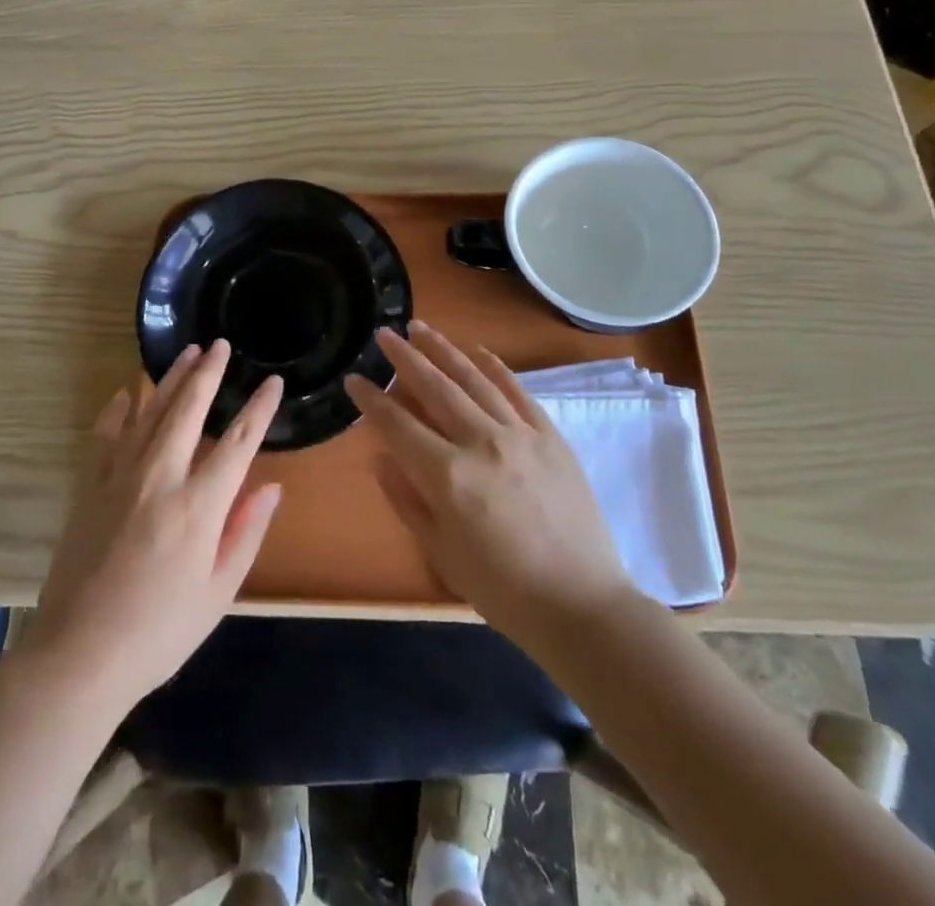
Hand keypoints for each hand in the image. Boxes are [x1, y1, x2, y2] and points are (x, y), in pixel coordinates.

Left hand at [23, 339, 282, 712]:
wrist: (78, 656)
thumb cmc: (159, 633)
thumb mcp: (217, 593)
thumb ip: (246, 534)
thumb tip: (271, 487)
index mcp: (199, 506)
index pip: (239, 443)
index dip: (259, 409)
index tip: (272, 382)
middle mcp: (161, 478)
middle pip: (189, 410)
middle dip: (208, 373)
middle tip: (220, 344)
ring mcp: (120, 478)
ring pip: (149, 412)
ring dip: (170, 379)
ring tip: (186, 352)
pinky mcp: (90, 487)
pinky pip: (106, 435)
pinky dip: (118, 410)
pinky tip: (125, 393)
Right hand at [344, 321, 633, 648]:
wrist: (582, 605)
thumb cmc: (503, 590)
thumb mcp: (441, 554)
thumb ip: (406, 500)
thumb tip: (380, 456)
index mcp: (448, 476)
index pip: (398, 425)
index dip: (371, 401)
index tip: (353, 379)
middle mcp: (481, 442)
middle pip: (434, 387)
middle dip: (404, 357)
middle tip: (384, 334)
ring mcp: (520, 434)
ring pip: (474, 379)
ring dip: (444, 350)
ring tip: (421, 328)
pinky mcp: (550, 436)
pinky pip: (518, 391)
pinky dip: (496, 367)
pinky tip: (478, 352)